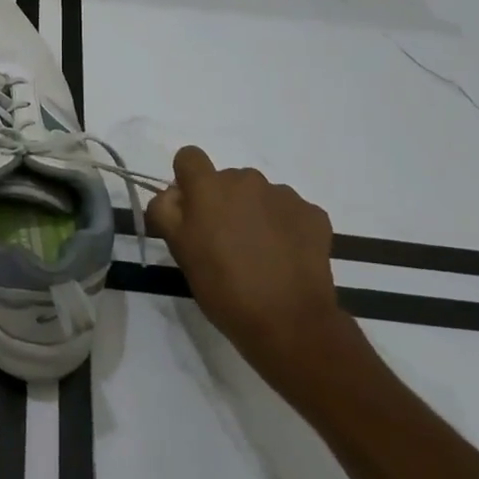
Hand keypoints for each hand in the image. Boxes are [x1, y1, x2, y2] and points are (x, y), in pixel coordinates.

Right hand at [144, 146, 349, 383]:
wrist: (289, 322)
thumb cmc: (223, 287)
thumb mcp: (179, 251)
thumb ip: (165, 211)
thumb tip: (173, 194)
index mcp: (209, 187)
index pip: (189, 157)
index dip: (187, 179)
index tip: (192, 210)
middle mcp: (246, 180)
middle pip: (227, 178)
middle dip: (223, 201)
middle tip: (225, 241)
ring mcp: (284, 195)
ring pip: (259, 194)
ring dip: (254, 212)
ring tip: (259, 252)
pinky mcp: (313, 214)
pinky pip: (289, 210)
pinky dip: (284, 226)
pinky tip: (284, 257)